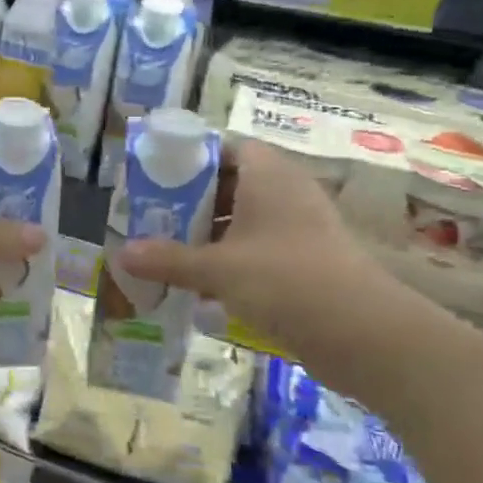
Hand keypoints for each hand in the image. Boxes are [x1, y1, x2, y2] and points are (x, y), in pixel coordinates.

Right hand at [118, 137, 388, 348]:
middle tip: (157, 217)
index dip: (194, 159)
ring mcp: (303, 228)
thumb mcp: (217, 268)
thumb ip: (168, 259)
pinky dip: (235, 259)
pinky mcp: (310, 260)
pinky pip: (263, 248)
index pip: (229, 148)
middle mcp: (288, 193)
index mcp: (269, 176)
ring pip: (248, 219)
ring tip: (173, 250)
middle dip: (195, 201)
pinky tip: (206, 284)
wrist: (362, 333)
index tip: (160, 179)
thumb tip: (121, 254)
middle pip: (235, 184)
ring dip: (213, 233)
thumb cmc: (283, 279)